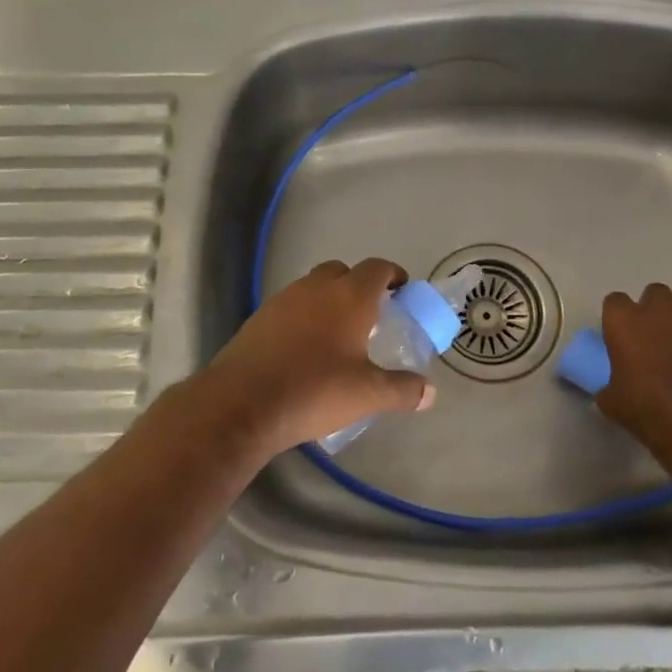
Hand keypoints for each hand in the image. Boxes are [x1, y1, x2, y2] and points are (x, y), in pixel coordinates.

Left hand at [196, 258, 433, 454]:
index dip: (393, 275)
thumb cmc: (315, 390)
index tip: (401, 290)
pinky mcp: (258, 318)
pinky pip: (290, 306)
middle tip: (369, 314)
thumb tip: (430, 393)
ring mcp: (283, 300)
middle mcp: (316, 288)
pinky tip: (304, 349)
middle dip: (358, 285)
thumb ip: (402, 390)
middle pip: (342, 271)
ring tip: (337, 334)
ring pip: (313, 287)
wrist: (242, 403)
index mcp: (349, 296)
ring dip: (328, 300)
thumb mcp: (367, 395)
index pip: (377, 268)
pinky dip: (303, 317)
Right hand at [596, 284, 671, 454]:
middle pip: (655, 294)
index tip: (623, 334)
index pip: (615, 302)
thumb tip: (611, 389)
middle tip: (658, 336)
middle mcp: (658, 307)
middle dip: (657, 310)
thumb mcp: (612, 400)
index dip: (620, 318)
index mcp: (623, 320)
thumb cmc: (646, 406)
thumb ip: (609, 385)